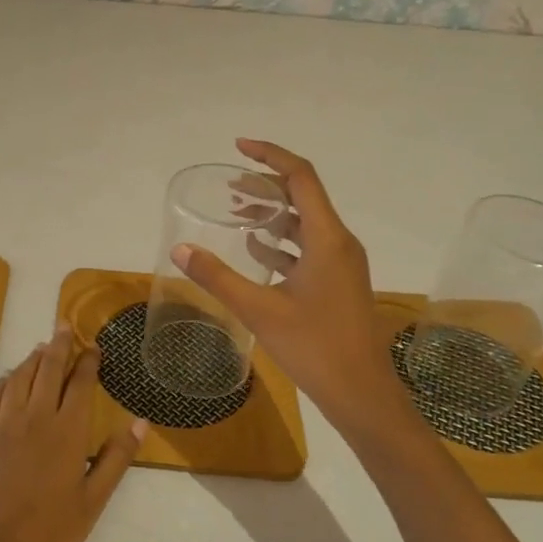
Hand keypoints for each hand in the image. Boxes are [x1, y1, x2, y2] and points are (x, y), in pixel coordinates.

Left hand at [0, 330, 143, 541]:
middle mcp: (34, 416)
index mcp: (67, 431)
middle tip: (64, 326)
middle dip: (59, 345)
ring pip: (19, 376)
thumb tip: (139, 421)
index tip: (93, 346)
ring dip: (33, 358)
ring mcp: (1, 422)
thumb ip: (115, 458)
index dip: (88, 361)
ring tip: (41, 348)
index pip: (81, 383)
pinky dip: (7, 379)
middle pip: (48, 368)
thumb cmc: (47, 536)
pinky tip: (10, 379)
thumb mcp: (92, 503)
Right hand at [173, 139, 402, 429]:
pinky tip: (255, 248)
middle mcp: (339, 243)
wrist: (362, 395)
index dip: (270, 156)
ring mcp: (341, 264)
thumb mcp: (259, 309)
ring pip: (305, 222)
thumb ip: (217, 277)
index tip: (238, 146)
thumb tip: (180, 249)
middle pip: (303, 195)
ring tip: (236, 211)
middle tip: (229, 185)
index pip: (300, 177)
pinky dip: (281, 240)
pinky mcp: (338, 283)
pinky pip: (308, 247)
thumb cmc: (315, 347)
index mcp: (327, 238)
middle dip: (266, 184)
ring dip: (272, 213)